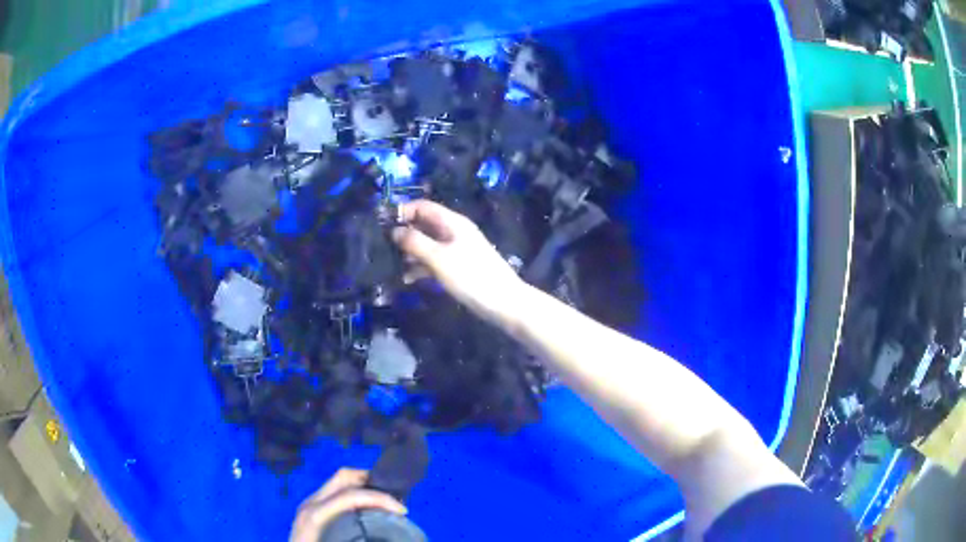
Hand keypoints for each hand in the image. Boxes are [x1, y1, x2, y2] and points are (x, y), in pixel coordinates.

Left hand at [289, 468, 405, 541]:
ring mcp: (309, 504)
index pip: (351, 495)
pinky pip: (335, 494)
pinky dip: (355, 495)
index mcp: (316, 514)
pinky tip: (367, 511)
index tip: (403, 510)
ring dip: (364, 487)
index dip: (380, 498)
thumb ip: (357, 537)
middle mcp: (311, 502)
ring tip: (385, 503)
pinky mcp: (311, 510)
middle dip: (373, 481)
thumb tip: (380, 532)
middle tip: (396, 499)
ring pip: (339, 483)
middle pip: (343, 477)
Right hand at [392, 200, 526, 323]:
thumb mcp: (439, 258)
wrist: (504, 303)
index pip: (423, 206)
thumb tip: (394, 230)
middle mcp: (453, 232)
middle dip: (403, 234)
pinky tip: (406, 279)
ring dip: (409, 254)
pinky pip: (433, 262)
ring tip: (389, 266)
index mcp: (452, 222)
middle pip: (423, 225)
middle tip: (380, 247)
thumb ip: (415, 242)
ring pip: (426, 245)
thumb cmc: (471, 276)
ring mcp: (455, 250)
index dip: (402, 211)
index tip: (381, 224)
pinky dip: (420, 268)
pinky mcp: (456, 268)